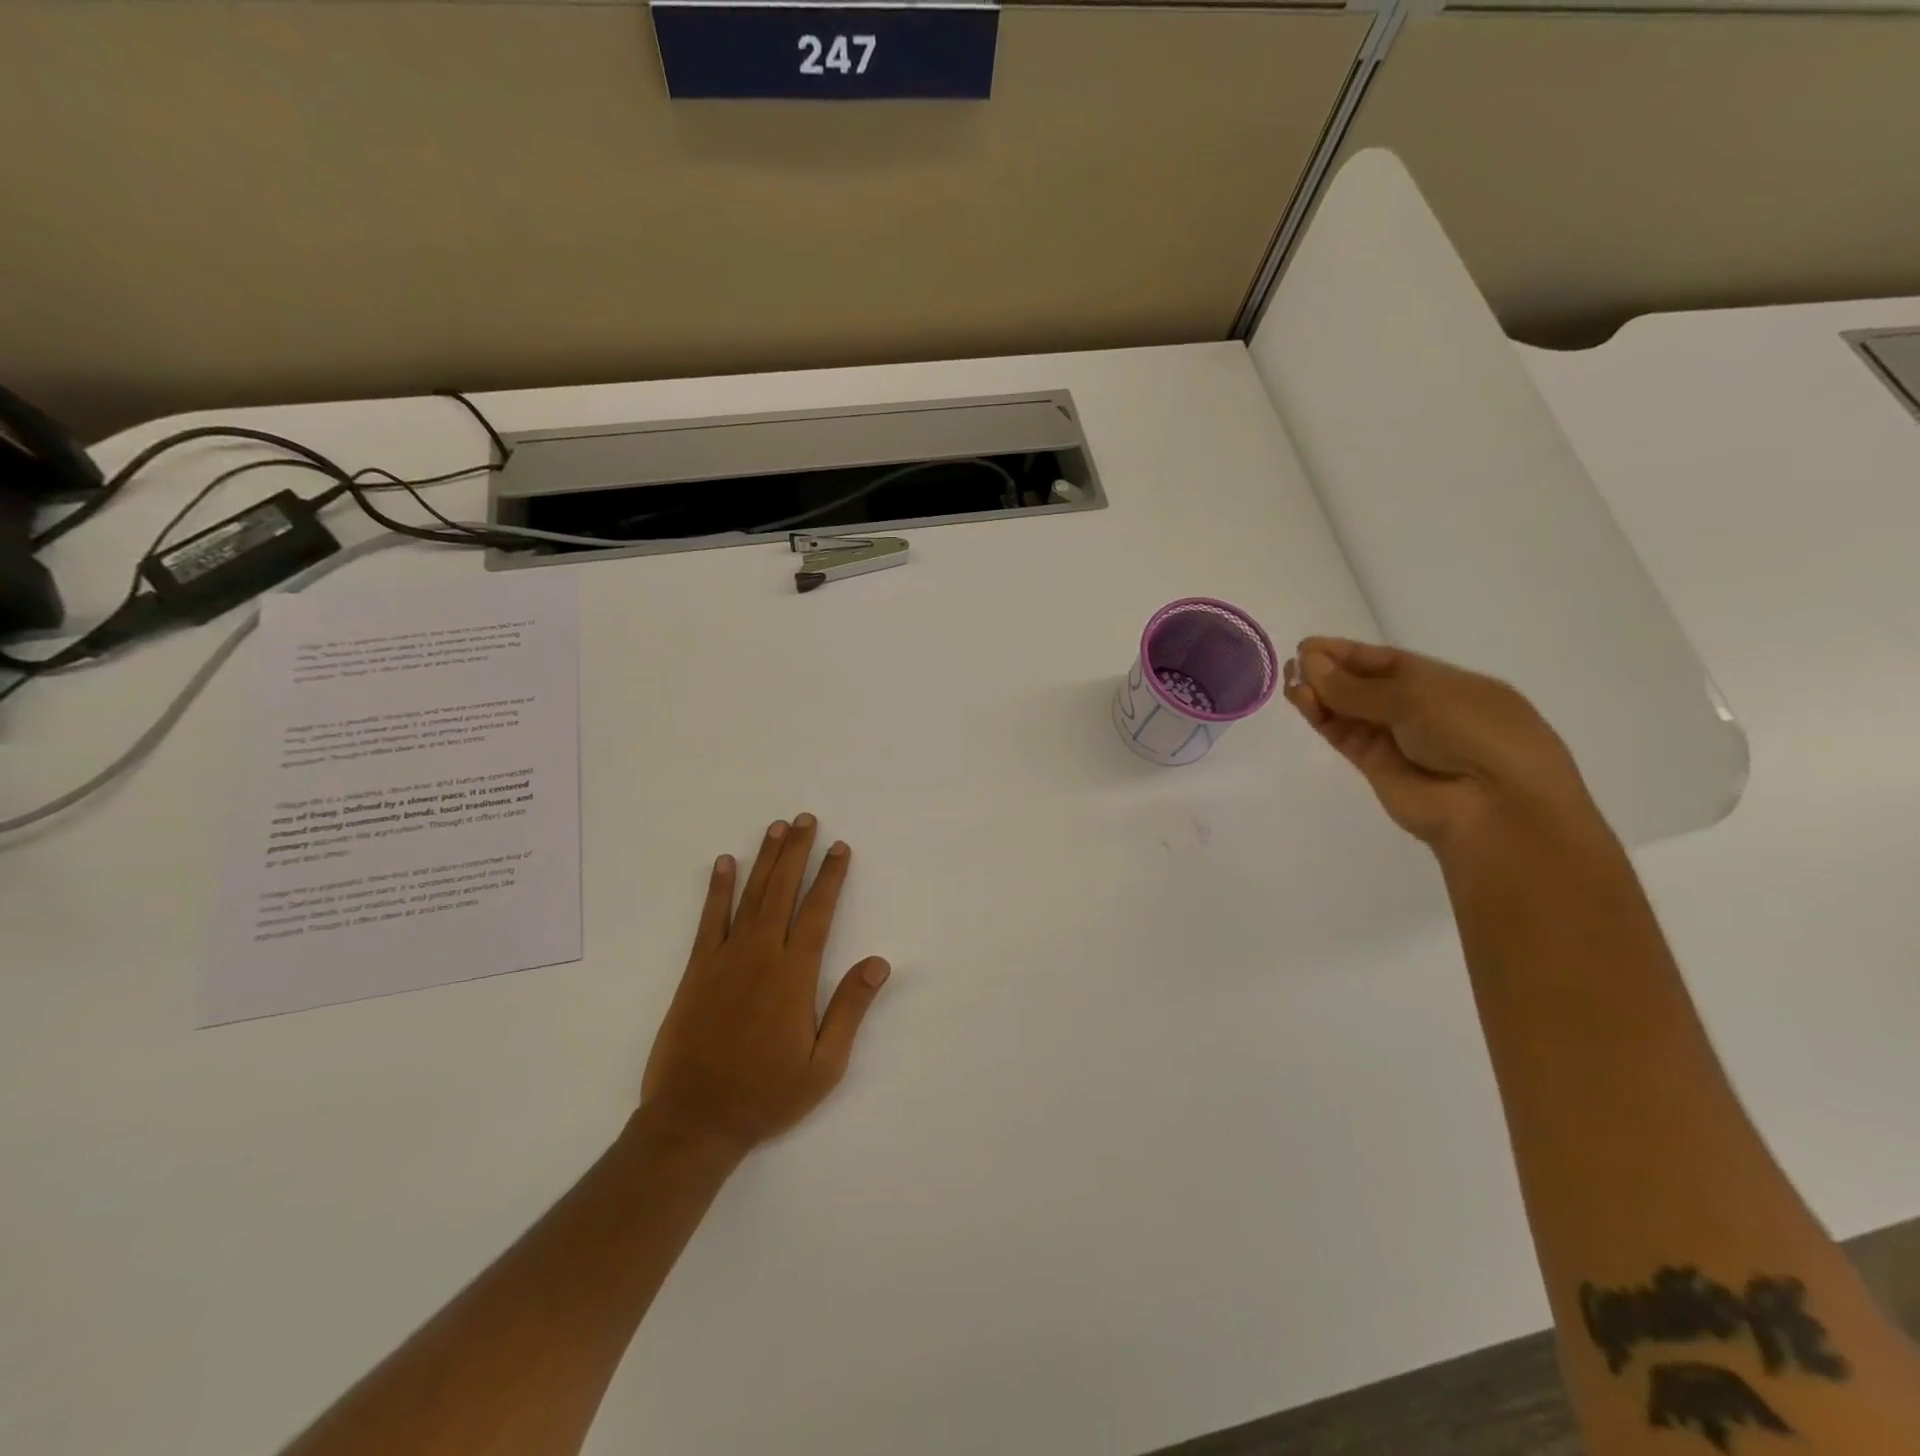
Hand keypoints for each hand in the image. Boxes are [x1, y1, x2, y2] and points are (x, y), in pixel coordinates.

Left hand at [640, 814, 890, 1157]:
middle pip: (782, 891)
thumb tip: (879, 962)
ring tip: (776, 828)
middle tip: (806, 820)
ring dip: (765, 859)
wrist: (694, 1119)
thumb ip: (850, 1009)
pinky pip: (710, 919)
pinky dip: (717, 889)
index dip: (830, 876)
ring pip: (750, 896)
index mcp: (795, 975)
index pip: (818, 912)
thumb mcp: (824, 1065)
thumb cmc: (766, 1094)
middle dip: (797, 852)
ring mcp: (725, 959)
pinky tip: (724, 864)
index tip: (840, 847)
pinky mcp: (697, 970)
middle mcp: (761, 955)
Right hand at [1283, 637, 1601, 853]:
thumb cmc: (1473, 733)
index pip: (1388, 662)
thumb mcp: (1418, 695)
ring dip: (1320, 694)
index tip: (1309, 645)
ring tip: (1290, 681)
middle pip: (1364, 686)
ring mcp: (1397, 740)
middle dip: (1330, 672)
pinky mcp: (1375, 767)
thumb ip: (1357, 686)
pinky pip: (1344, 735)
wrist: (1494, 807)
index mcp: (1446, 684)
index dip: (1349, 652)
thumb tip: (1308, 664)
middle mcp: (1420, 710)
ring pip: (1349, 711)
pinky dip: (1322, 718)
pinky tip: (1302, 700)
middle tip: (1294, 662)